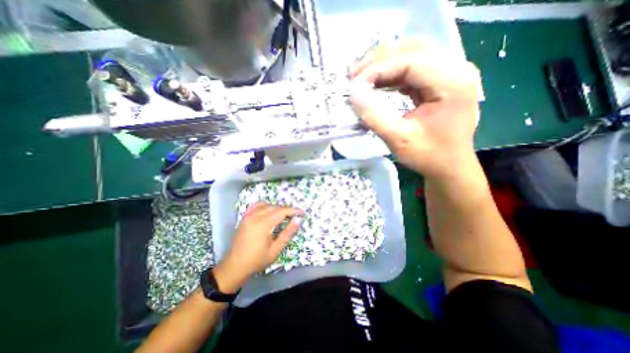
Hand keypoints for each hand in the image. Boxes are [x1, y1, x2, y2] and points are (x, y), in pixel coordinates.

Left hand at [212, 204, 302, 291]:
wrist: (234, 267)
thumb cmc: (257, 260)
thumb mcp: (276, 249)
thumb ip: (288, 233)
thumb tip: (298, 220)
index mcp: (263, 224)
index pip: (282, 211)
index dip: (294, 211)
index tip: (303, 213)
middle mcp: (255, 216)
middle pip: (275, 207)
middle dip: (287, 210)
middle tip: (295, 216)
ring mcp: (248, 216)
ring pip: (267, 205)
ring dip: (277, 208)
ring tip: (285, 215)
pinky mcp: (244, 218)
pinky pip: (256, 206)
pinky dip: (265, 206)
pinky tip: (269, 211)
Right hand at [350, 39, 483, 179]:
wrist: (449, 166)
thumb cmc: (428, 156)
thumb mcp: (398, 139)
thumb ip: (374, 116)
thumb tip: (353, 94)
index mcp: (452, 82)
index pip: (409, 61)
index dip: (376, 69)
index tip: (352, 85)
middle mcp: (456, 69)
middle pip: (411, 49)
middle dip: (378, 62)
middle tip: (353, 79)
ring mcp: (450, 72)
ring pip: (411, 54)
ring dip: (383, 65)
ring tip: (361, 80)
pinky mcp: (441, 80)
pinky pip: (413, 67)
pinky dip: (391, 73)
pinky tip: (377, 83)